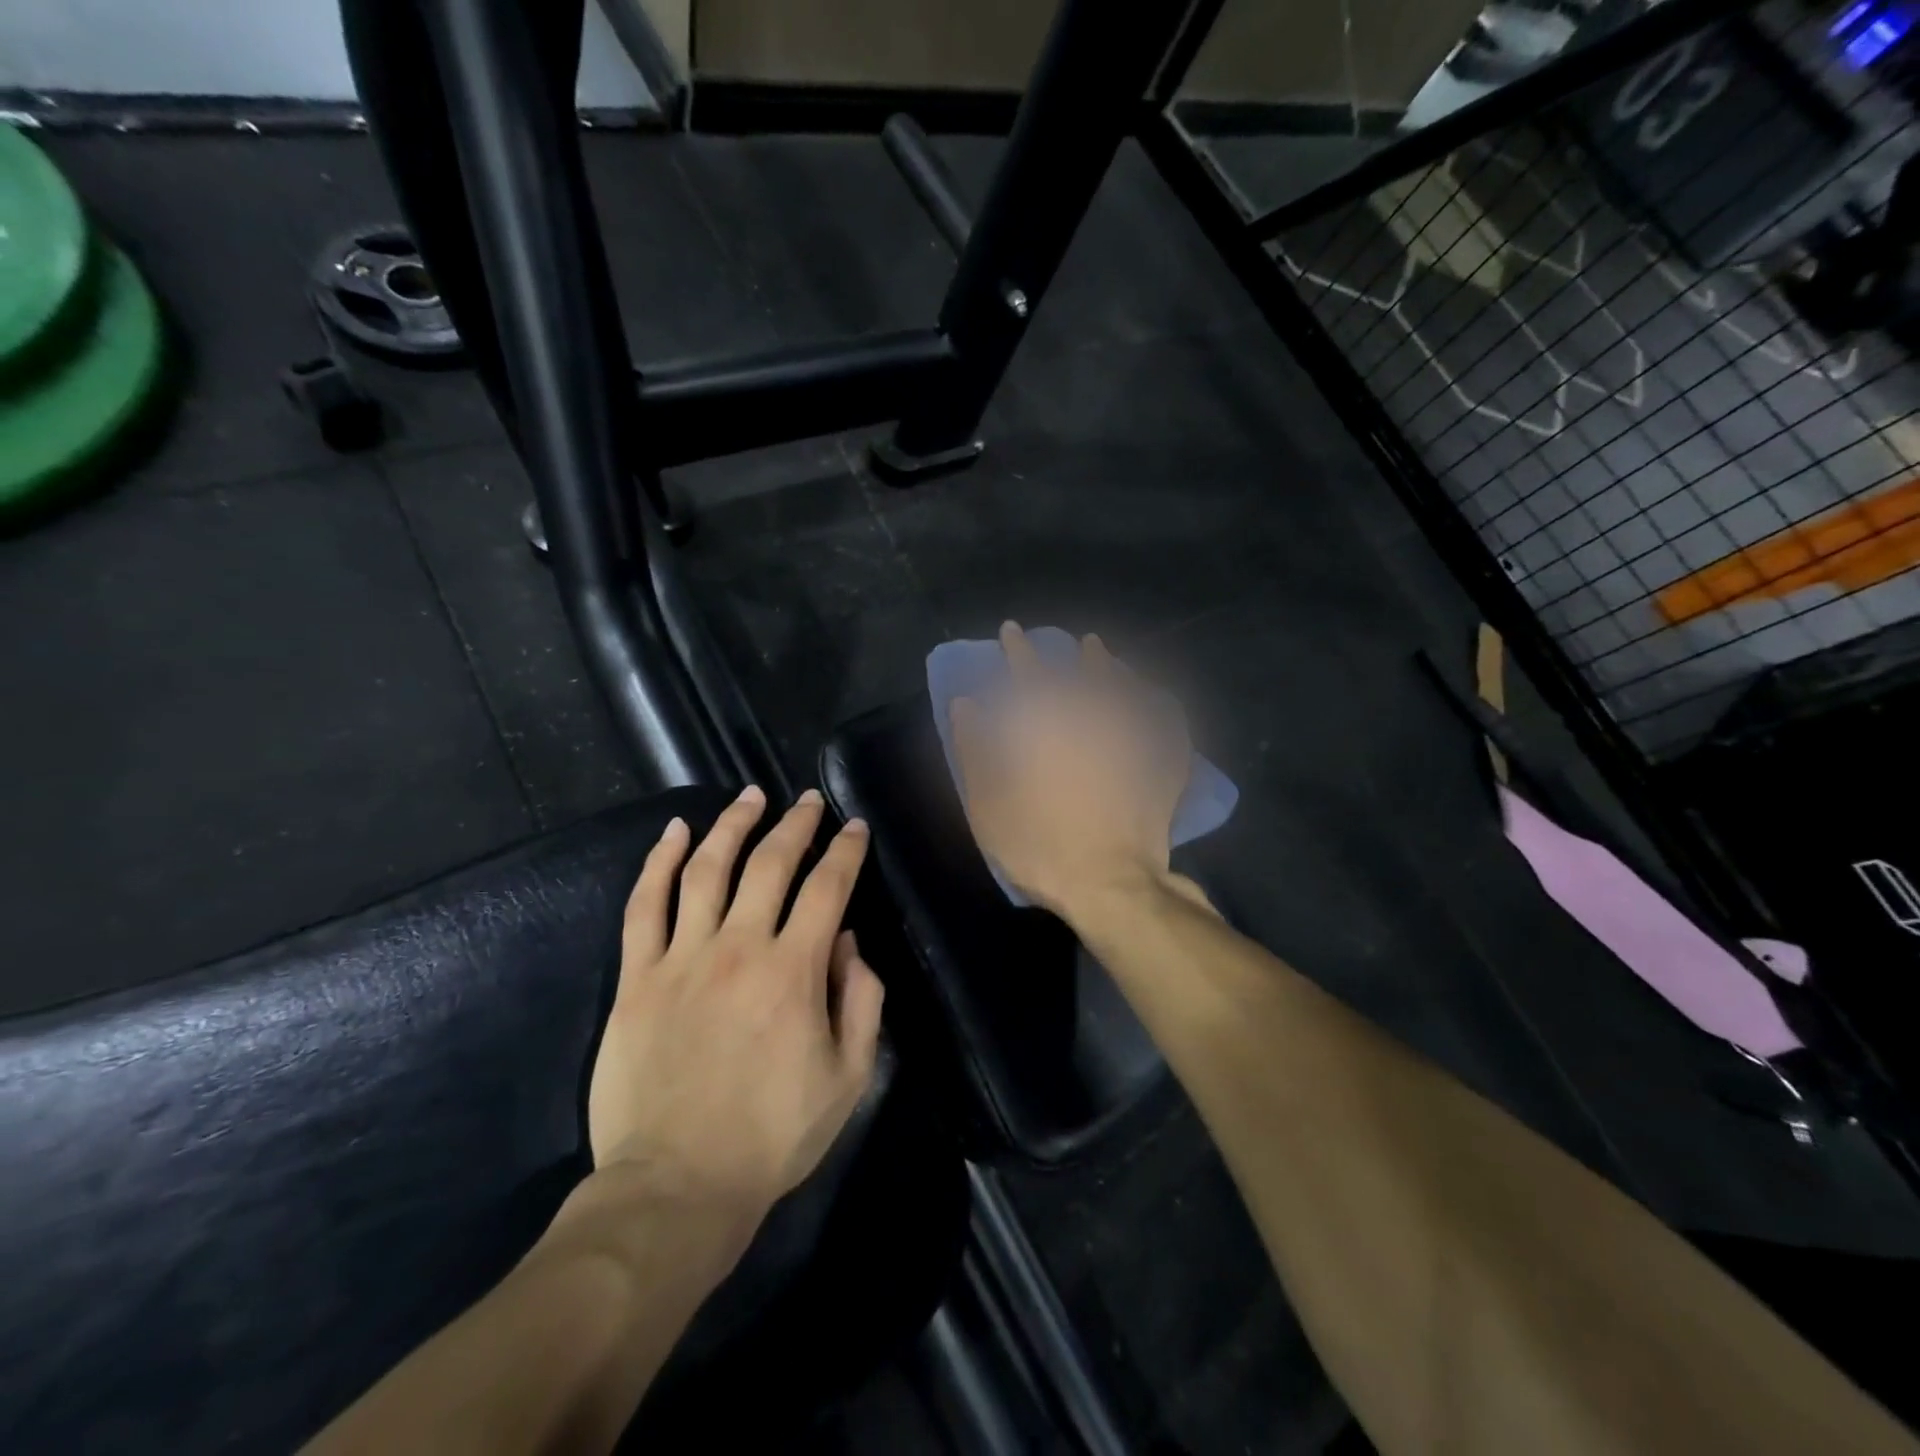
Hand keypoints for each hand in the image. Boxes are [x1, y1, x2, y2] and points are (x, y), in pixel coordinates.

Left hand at [587, 786, 883, 1225]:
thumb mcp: (848, 1077)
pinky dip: (658, 863)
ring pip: (707, 868)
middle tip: (807, 799)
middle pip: (770, 863)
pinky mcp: (637, 977)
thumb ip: (860, 1001)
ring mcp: (682, 957)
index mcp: (794, 970)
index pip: (827, 888)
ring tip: (750, 796)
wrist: (676, 1186)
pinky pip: (644, 905)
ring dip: (732, 825)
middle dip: (795, 823)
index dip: (846, 850)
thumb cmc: (772, 1135)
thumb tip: (848, 943)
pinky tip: (673, 833)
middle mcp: (739, 947)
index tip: (855, 827)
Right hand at [951, 623, 1189, 923]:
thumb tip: (965, 705)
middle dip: (1075, 654)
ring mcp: (1133, 744)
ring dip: (1114, 670)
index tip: (1012, 630)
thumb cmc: (1040, 848)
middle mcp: (1094, 724)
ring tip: (1106, 657)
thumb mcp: (988, 806)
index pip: (1031, 675)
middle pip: (1086, 676)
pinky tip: (1158, 699)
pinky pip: (1167, 725)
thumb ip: (975, 751)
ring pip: (1127, 692)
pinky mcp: (1161, 768)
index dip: (1019, 650)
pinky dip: (1160, 707)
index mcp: (1049, 730)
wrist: (1110, 887)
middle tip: (1075, 640)